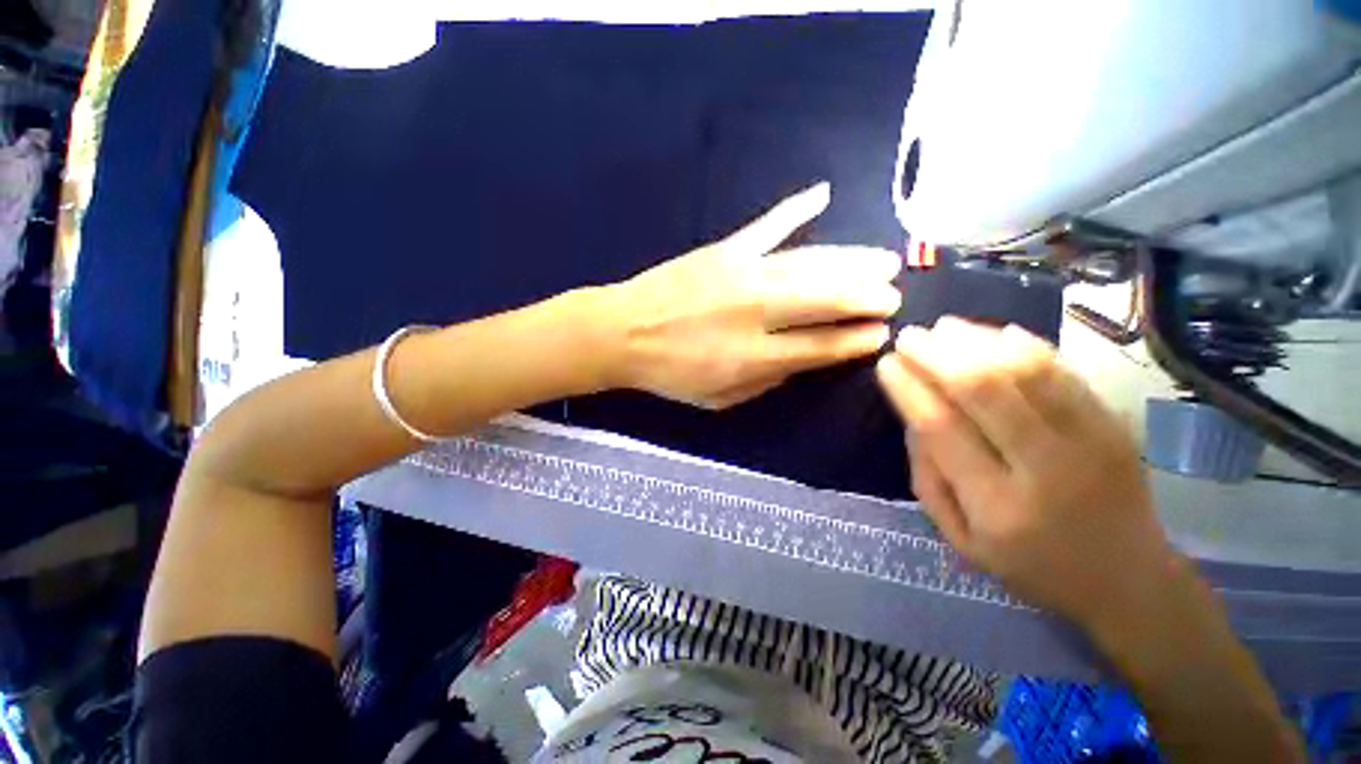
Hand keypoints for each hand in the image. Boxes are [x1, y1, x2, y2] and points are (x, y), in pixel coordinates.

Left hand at [597, 183, 901, 408]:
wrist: (622, 333)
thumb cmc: (670, 373)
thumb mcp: (719, 398)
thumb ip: (765, 382)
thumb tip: (801, 362)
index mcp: (753, 356)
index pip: (820, 347)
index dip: (854, 341)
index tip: (881, 334)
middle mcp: (756, 312)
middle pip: (826, 299)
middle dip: (866, 297)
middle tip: (893, 295)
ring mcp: (742, 273)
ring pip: (810, 263)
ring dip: (852, 260)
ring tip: (883, 260)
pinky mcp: (724, 250)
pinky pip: (768, 225)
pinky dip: (796, 209)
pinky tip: (824, 194)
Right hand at [875, 317, 1179, 629]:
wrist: (1129, 580)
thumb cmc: (1031, 565)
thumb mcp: (960, 539)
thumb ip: (928, 477)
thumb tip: (912, 416)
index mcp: (997, 506)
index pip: (941, 427)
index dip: (909, 388)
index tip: (886, 364)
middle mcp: (1046, 468)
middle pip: (983, 389)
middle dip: (937, 354)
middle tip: (909, 337)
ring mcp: (1090, 441)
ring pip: (1025, 370)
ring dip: (977, 341)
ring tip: (943, 328)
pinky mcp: (1115, 424)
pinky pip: (1064, 371)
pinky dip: (1026, 345)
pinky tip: (995, 333)